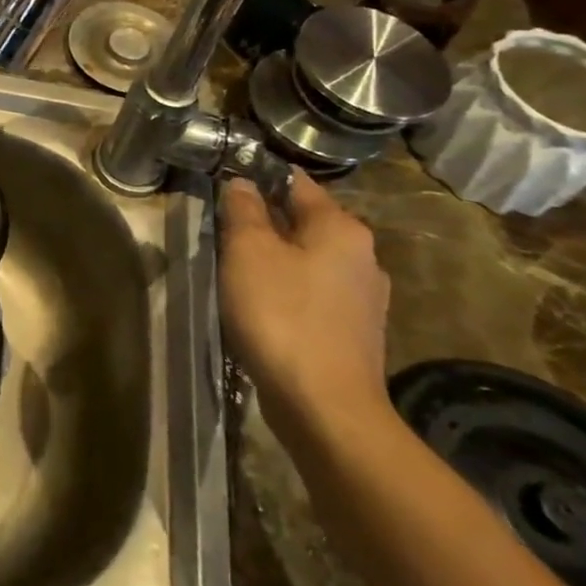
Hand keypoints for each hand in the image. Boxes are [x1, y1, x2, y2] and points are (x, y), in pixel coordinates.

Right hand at [219, 172, 391, 440]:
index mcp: (341, 228)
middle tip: (222, 229)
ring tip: (236, 269)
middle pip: (303, 221)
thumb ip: (244, 210)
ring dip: (275, 258)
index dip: (257, 177)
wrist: (326, 408)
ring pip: (308, 259)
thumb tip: (241, 182)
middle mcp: (362, 256)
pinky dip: (287, 290)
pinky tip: (262, 306)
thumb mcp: (249, 252)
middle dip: (265, 221)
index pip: (295, 182)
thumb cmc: (282, 316)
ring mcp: (363, 297)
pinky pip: (313, 293)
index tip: (222, 182)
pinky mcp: (354, 332)